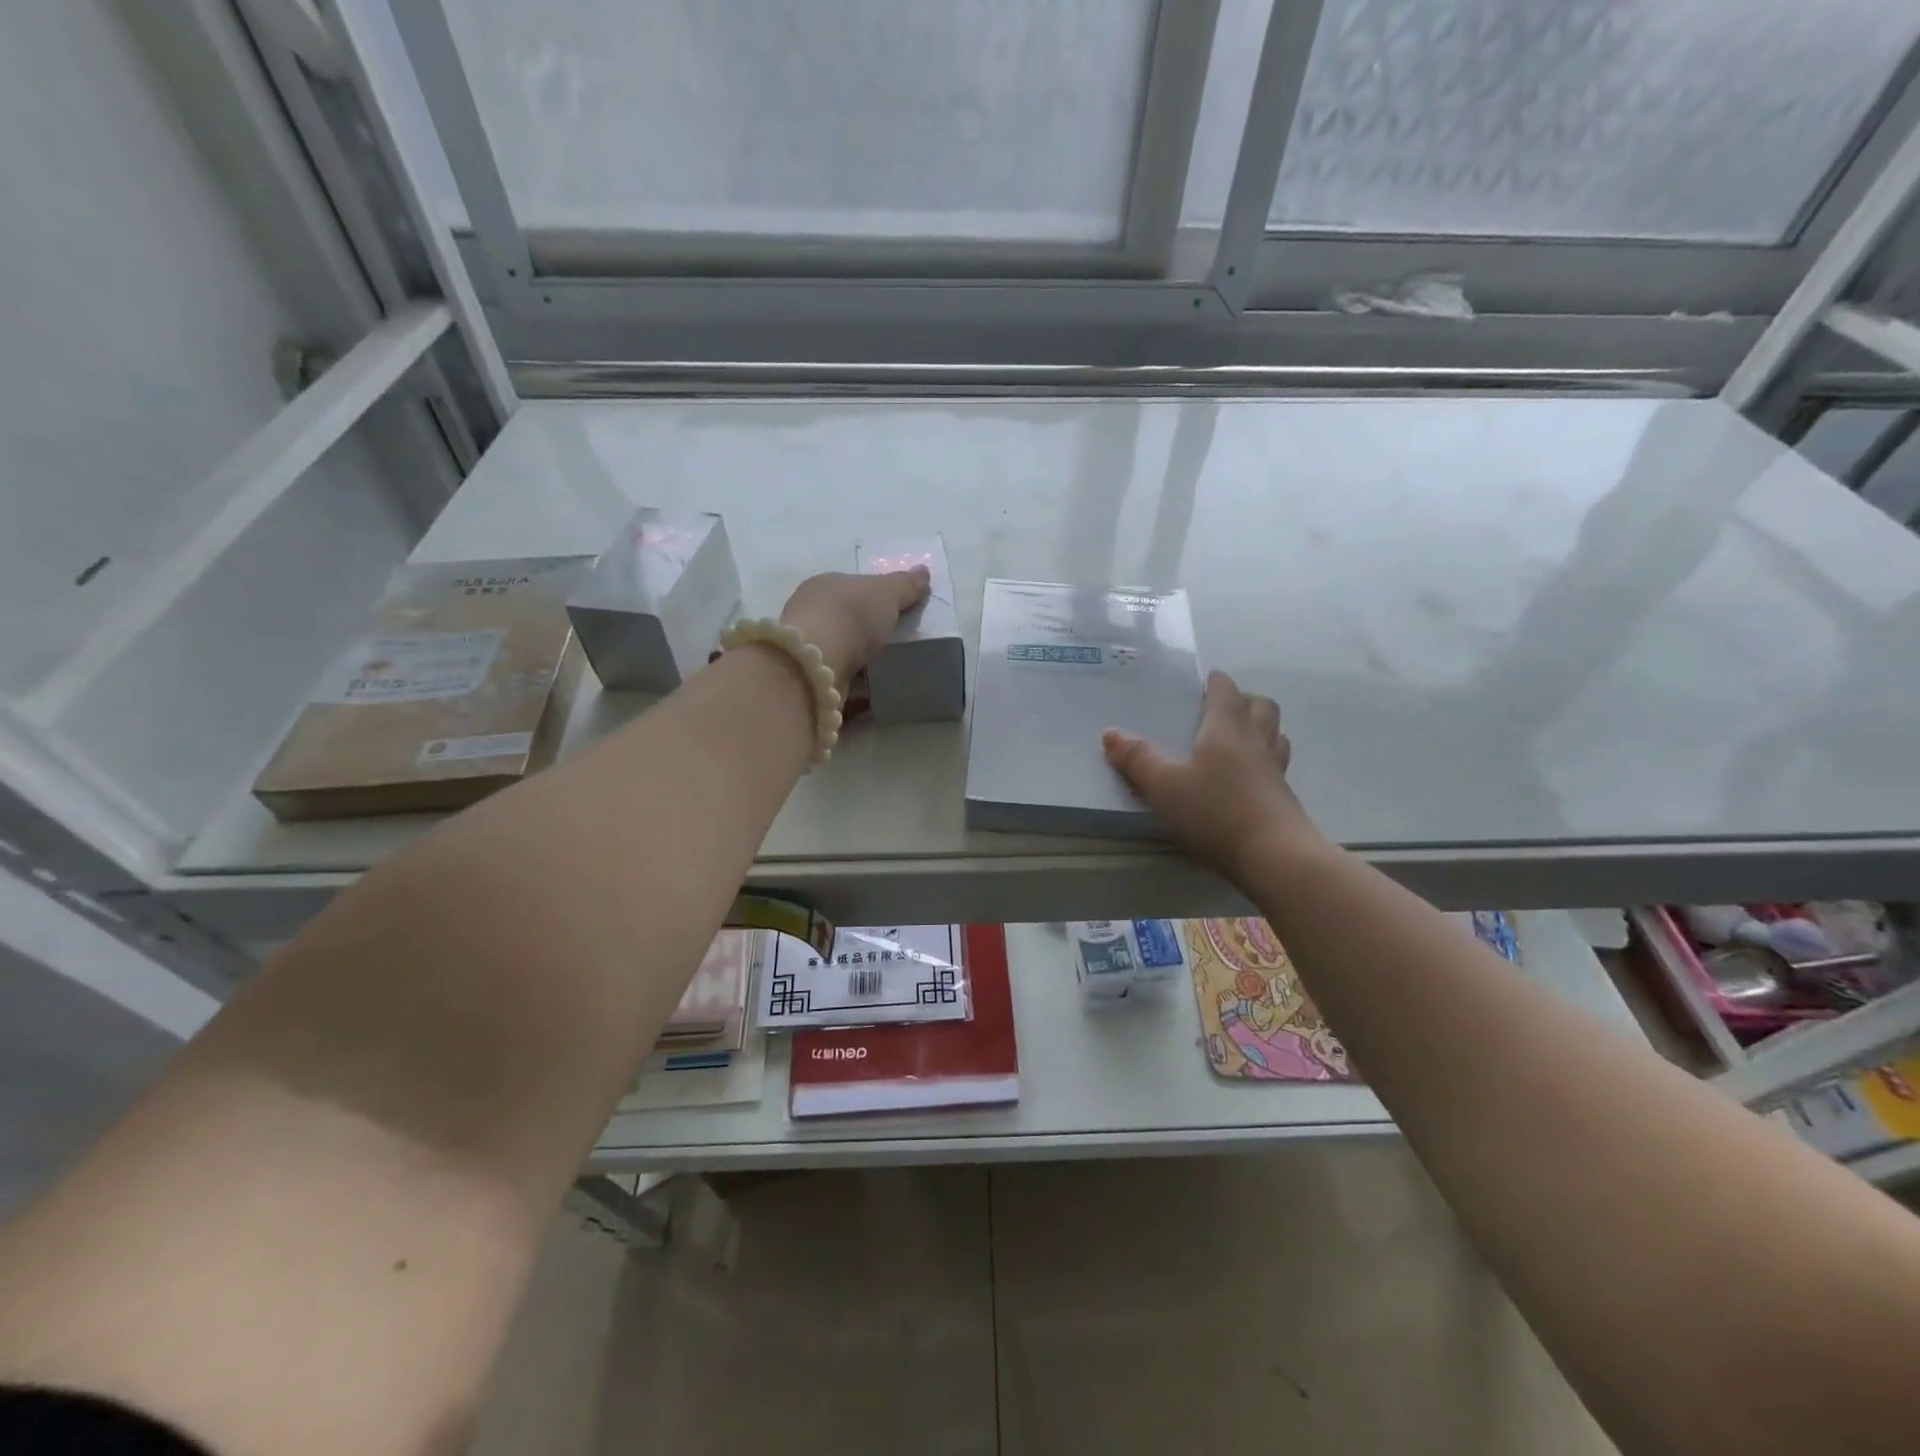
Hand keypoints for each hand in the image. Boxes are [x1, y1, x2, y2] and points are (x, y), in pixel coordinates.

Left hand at [779, 567, 930, 687]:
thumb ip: (906, 585)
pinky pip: (839, 682)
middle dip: (865, 632)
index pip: (851, 588)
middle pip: (844, 620)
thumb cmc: (851, 616)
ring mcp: (808, 650)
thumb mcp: (886, 593)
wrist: (818, 665)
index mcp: (823, 586)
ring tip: (887, 672)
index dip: (873, 598)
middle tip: (893, 644)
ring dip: (859, 663)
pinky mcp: (810, 682)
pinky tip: (872, 695)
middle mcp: (809, 615)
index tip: (895, 613)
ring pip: (839, 653)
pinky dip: (854, 688)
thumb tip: (923, 572)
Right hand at [1102, 671, 1322, 884]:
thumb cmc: (1216, 811)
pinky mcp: (1284, 798)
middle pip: (1260, 706)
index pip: (1225, 690)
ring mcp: (1275, 770)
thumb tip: (1110, 733)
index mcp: (1226, 728)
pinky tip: (1248, 779)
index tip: (1203, 682)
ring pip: (1275, 734)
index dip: (1214, 682)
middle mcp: (1256, 740)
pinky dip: (1264, 761)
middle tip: (1220, 710)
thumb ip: (1137, 758)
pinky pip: (1277, 765)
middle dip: (1242, 700)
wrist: (1275, 857)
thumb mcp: (1164, 786)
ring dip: (1259, 728)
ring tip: (1238, 740)